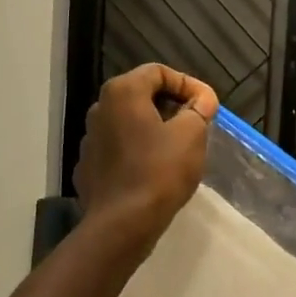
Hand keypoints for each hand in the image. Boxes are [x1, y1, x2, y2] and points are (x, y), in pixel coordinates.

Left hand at [75, 64, 218, 251]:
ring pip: (128, 123)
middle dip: (171, 105)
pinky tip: (154, 170)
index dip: (188, 84)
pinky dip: (137, 151)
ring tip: (178, 148)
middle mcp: (100, 108)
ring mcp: (89, 139)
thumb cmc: (159, 171)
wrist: (121, 224)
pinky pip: (118, 149)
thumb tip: (203, 98)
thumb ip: (199, 108)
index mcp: (122, 92)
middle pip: (141, 95)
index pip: (158, 71)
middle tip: (196, 124)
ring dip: (154, 129)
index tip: (207, 105)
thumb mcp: (191, 135)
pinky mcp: (88, 167)